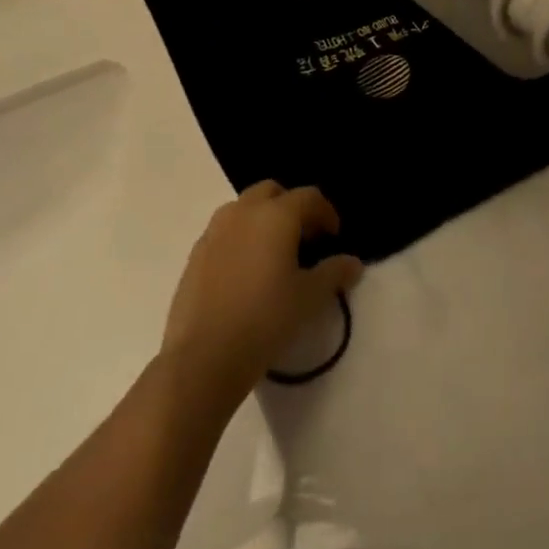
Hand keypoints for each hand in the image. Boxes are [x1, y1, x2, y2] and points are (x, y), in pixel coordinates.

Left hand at [162, 182, 363, 415]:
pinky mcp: (195, 254)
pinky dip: (240, 238)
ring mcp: (214, 232)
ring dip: (262, 219)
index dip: (326, 213)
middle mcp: (243, 213)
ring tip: (273, 253)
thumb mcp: (310, 297)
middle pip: (272, 192)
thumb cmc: (266, 318)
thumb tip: (353, 263)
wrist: (204, 356)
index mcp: (276, 215)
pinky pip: (224, 232)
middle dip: (291, 207)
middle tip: (304, 238)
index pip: (309, 197)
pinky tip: (246, 272)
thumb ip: (335, 273)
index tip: (333, 238)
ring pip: (243, 208)